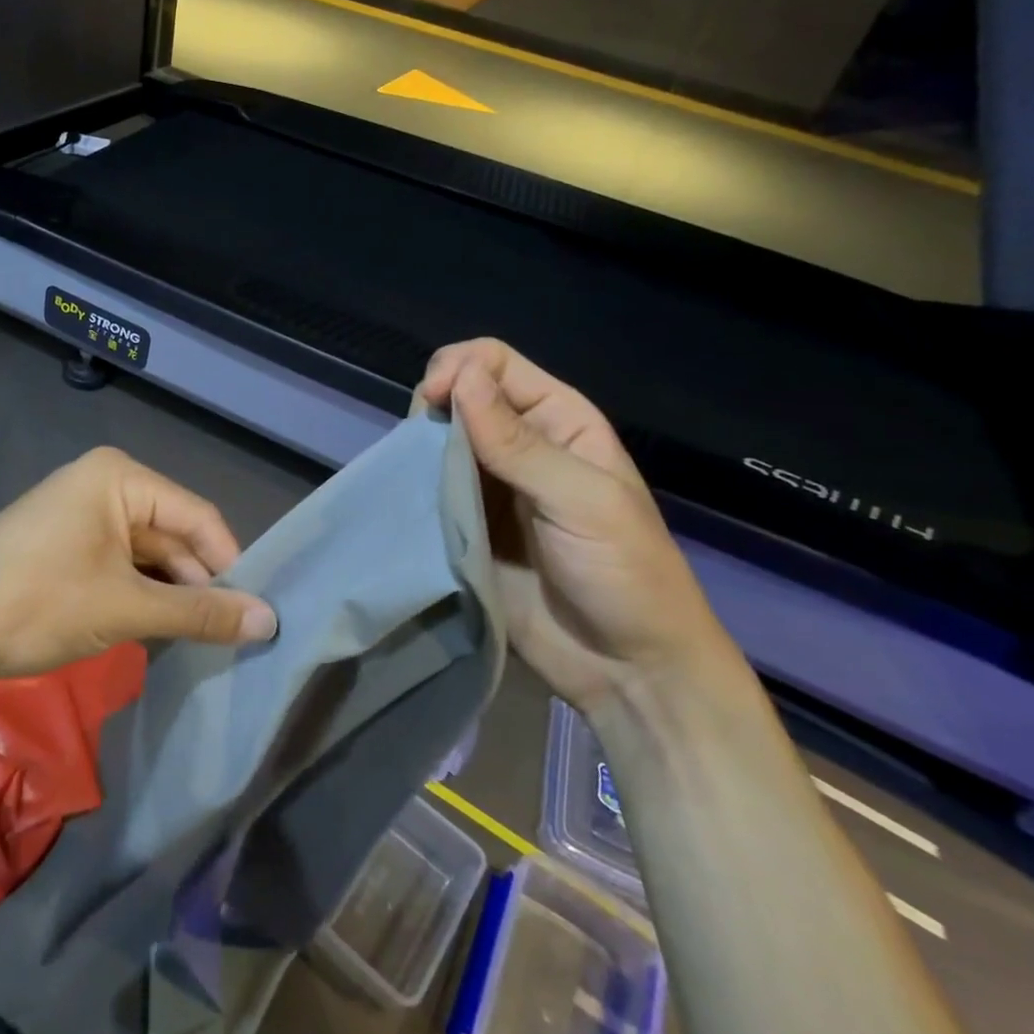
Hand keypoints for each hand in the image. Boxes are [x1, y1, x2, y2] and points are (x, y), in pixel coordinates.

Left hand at [0, 446, 277, 678]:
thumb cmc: (38, 601)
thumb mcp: (126, 607)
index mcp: (120, 477)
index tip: (254, 612)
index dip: (229, 563)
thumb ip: (199, 612)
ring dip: (171, 594)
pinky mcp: (64, 546)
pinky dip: (141, 595)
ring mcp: (80, 515)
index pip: (197, 517)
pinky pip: (119, 565)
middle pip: (172, 534)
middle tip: (231, 635)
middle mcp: (103, 485)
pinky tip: (160, 631)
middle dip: (199, 584)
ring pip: (146, 554)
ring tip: (202, 640)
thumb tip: (269, 621)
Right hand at [419, 339, 738, 715]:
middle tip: (421, 445)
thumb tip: (459, 375)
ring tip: (412, 476)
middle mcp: (519, 444)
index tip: (430, 403)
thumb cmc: (625, 574)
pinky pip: (429, 489)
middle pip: (458, 396)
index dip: (457, 370)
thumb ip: (517, 441)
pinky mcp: (465, 525)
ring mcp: (488, 486)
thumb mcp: (582, 499)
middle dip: (432, 408)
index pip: (493, 363)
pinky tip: (406, 499)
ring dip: (418, 449)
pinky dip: (413, 486)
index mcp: (559, 420)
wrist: (627, 670)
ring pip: (437, 441)